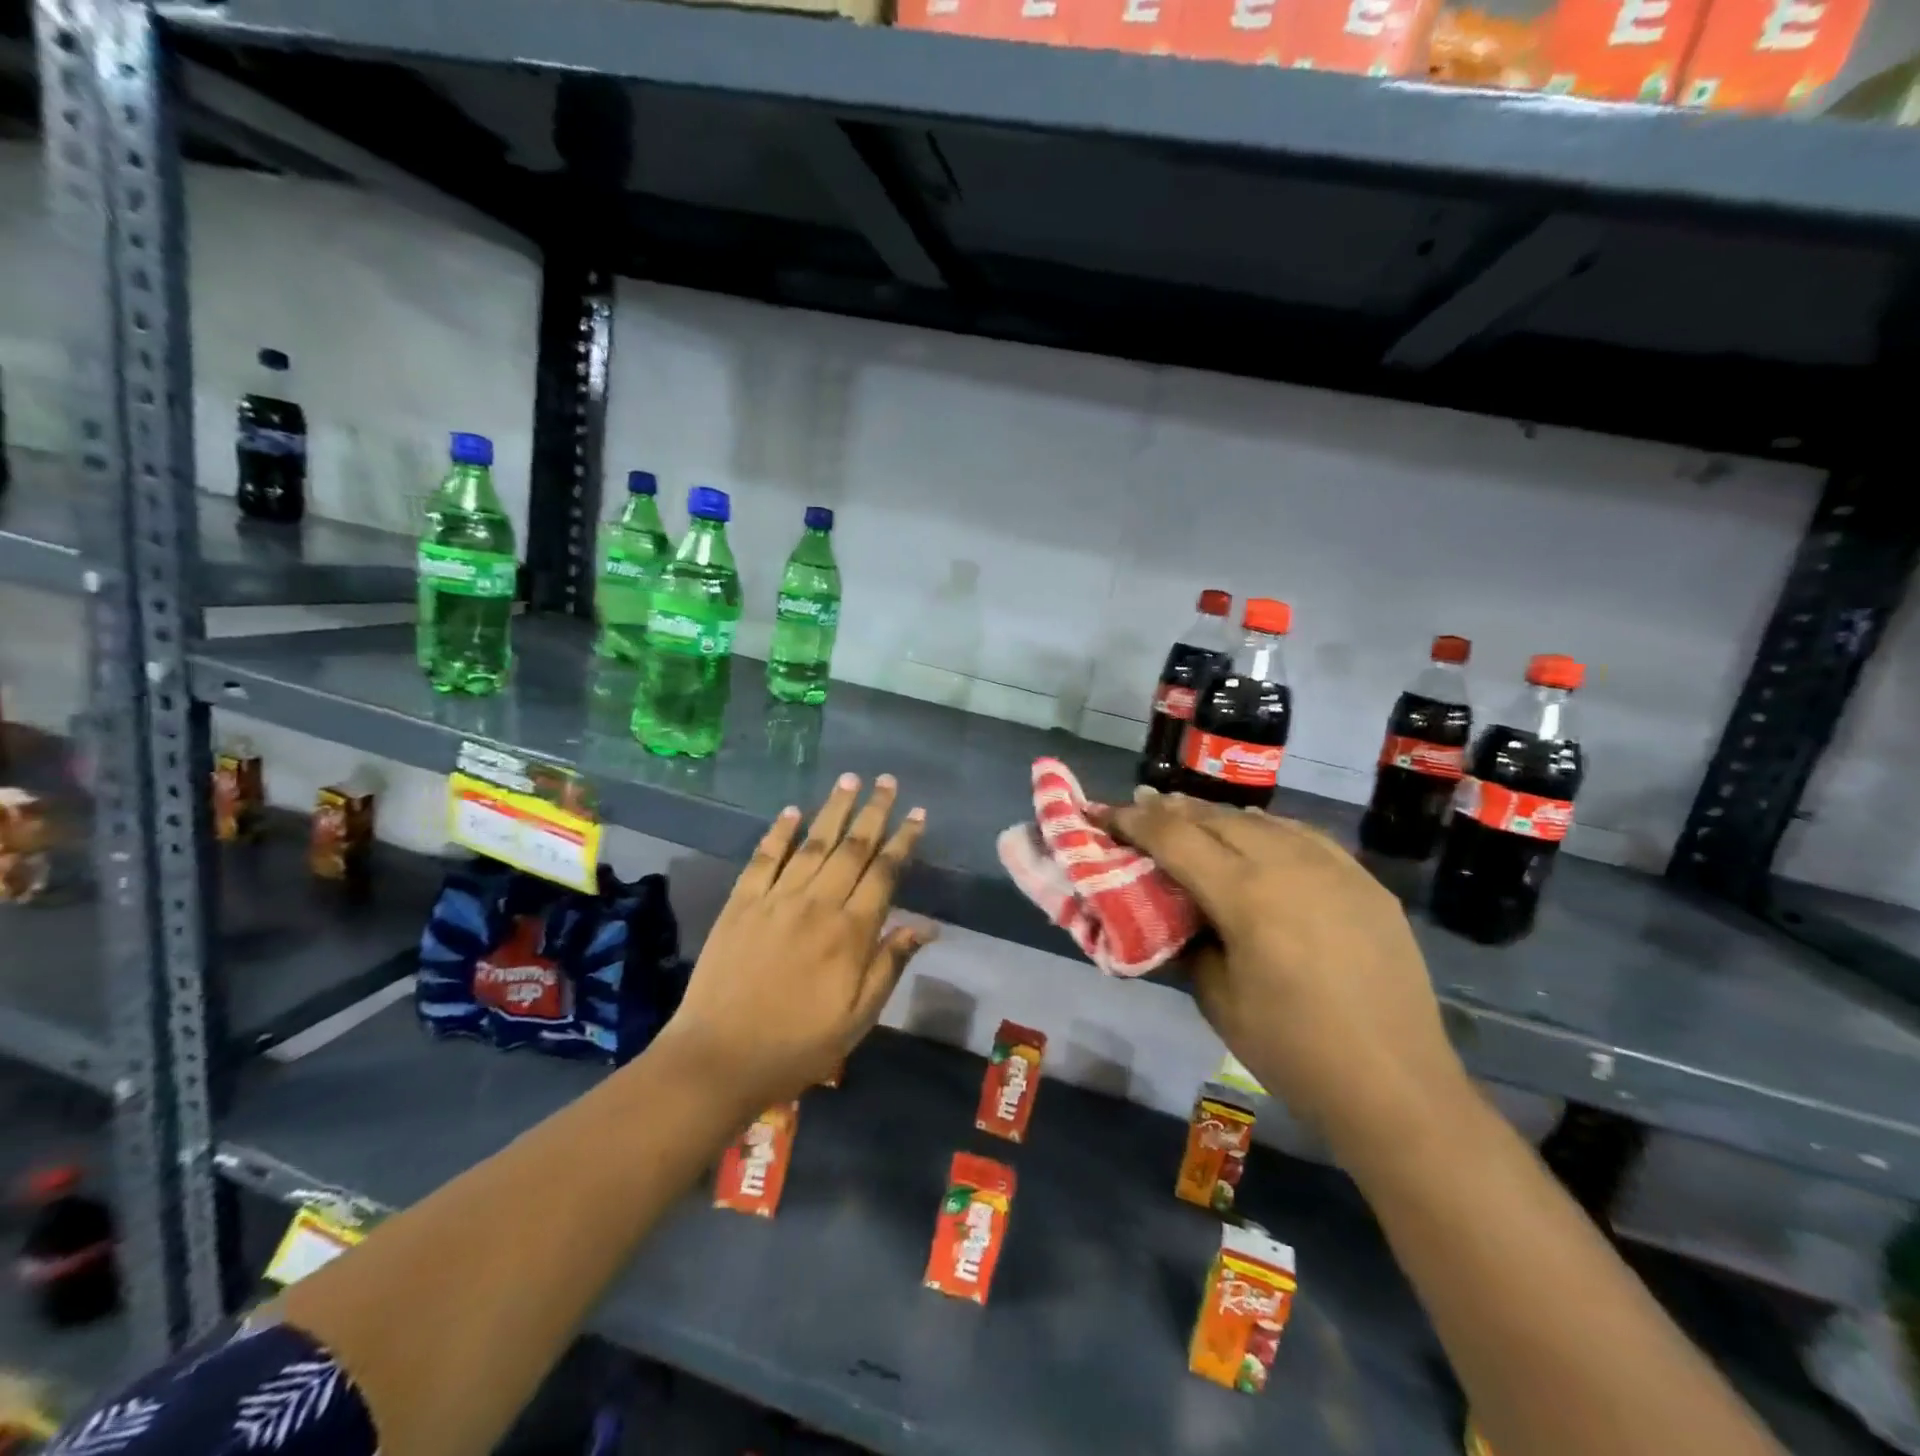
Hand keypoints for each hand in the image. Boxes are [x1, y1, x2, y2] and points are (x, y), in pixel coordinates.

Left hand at [663, 773, 933, 1113]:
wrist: (719, 1058)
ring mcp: (776, 899)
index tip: (918, 814)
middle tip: (887, 780)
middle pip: (852, 847)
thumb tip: (925, 926)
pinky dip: (779, 832)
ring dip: (833, 809)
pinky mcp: (742, 903)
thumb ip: (890, 965)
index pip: (884, 873)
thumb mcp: (858, 1017)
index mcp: (851, 932)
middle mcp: (817, 904)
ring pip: (812, 843)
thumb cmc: (798, 1044)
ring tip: (849, 780)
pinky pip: (764, 858)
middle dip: (873, 811)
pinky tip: (791, 811)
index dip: (904, 841)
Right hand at [1108, 792, 1468, 1155]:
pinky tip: (1258, 837)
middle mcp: (1288, 863)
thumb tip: (1171, 913)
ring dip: (1218, 816)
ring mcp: (1334, 867)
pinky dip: (1268, 830)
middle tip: (1139, 806)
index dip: (1133, 821)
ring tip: (1190, 816)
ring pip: (1262, 821)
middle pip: (1215, 818)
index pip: (1174, 837)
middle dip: (1170, 810)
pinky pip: (1305, 837)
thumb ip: (1185, 943)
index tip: (1104, 813)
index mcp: (1245, 894)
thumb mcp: (1216, 1000)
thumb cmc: (1292, 1052)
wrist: (1396, 1086)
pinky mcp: (1365, 881)